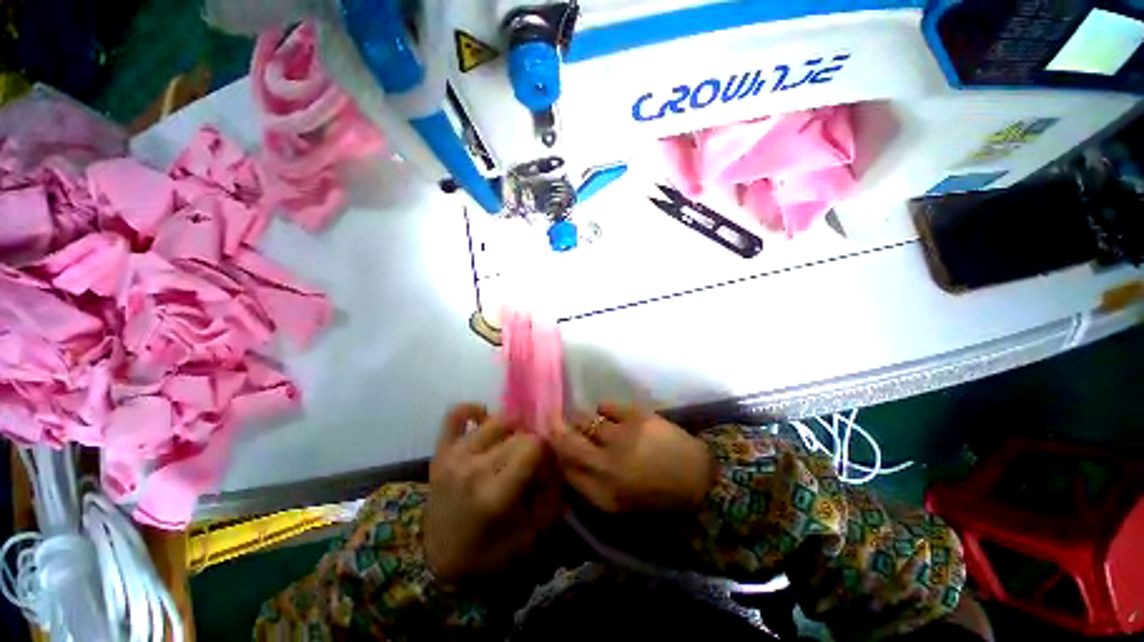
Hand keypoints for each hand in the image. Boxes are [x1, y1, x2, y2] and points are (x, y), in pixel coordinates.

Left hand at [424, 404, 561, 584]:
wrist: (436, 561)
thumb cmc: (487, 554)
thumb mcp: (530, 536)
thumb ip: (551, 497)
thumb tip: (561, 462)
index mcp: (495, 493)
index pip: (534, 446)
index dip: (548, 450)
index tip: (549, 462)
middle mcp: (474, 467)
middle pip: (518, 433)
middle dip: (533, 441)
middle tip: (534, 457)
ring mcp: (454, 455)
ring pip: (496, 420)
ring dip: (512, 428)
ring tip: (514, 441)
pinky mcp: (441, 451)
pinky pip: (455, 415)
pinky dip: (473, 410)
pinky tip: (485, 418)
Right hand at [551, 402, 714, 513]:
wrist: (701, 481)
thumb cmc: (657, 499)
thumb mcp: (619, 506)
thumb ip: (588, 486)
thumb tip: (565, 462)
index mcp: (602, 494)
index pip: (563, 468)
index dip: (552, 452)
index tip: (548, 442)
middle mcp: (606, 466)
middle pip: (566, 440)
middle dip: (555, 429)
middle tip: (553, 421)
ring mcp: (621, 437)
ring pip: (584, 420)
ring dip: (581, 421)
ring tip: (589, 423)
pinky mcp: (636, 416)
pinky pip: (605, 406)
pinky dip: (601, 410)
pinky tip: (608, 416)